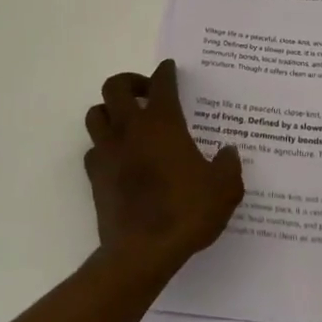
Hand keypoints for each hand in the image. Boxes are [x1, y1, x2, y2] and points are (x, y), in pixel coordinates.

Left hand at [83, 59, 243, 277]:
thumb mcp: (223, 190)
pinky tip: (118, 158)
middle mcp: (130, 128)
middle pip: (115, 86)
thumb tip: (228, 153)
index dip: (166, 72)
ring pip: (96, 113)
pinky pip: (93, 150)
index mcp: (162, 122)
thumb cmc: (185, 212)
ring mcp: (108, 150)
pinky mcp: (94, 176)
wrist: (142, 252)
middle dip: (130, 82)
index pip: (161, 82)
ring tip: (126, 121)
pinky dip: (103, 147)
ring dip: (109, 110)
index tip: (169, 69)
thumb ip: (228, 167)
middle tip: (145, 93)